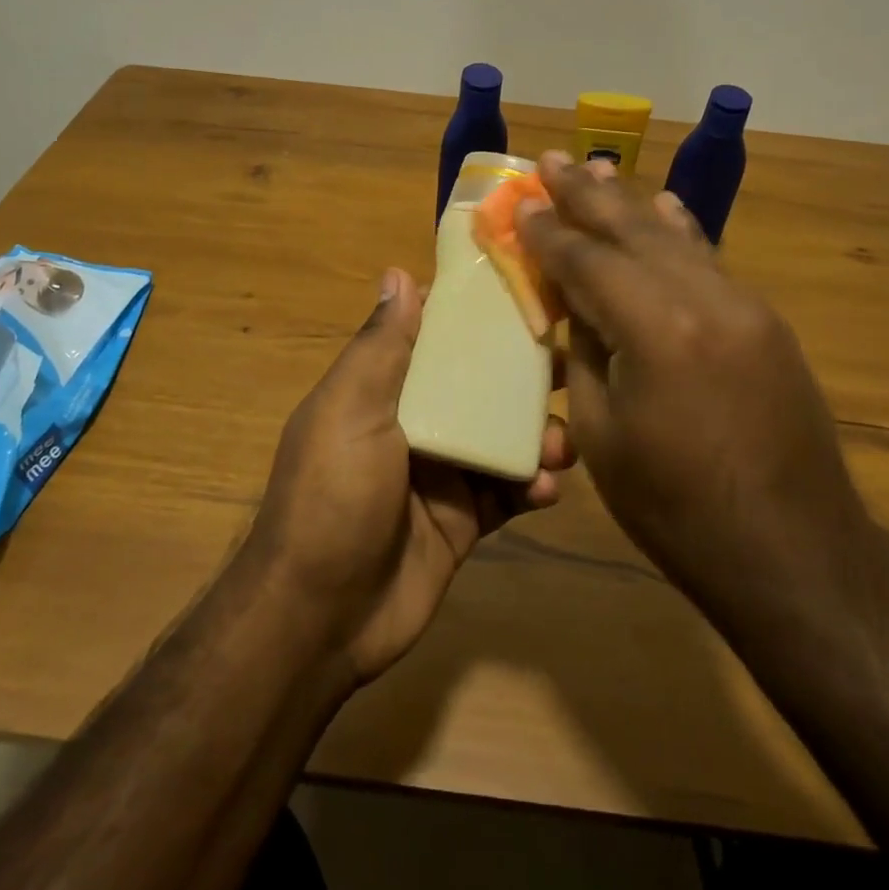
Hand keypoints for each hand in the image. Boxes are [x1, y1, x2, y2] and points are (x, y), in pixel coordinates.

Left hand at [244, 268, 572, 682]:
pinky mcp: (464, 519)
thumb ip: (381, 346)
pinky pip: (508, 490)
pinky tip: (546, 489)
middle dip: (522, 377)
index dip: (476, 314)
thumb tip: (398, 272)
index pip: (435, 336)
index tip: (527, 291)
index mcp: (383, 388)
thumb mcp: (350, 410)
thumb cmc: (332, 495)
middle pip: (479, 384)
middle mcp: (416, 422)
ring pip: (503, 437)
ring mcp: (442, 472)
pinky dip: (532, 484)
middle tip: (567, 369)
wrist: (321, 617)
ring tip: (558, 446)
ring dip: (537, 434)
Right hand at [516, 153, 869, 601]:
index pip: (587, 261)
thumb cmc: (677, 508)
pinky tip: (666, 207)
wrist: (793, 551)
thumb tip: (579, 304)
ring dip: (631, 203)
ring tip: (598, 171)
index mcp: (655, 329)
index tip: (520, 202)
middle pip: (632, 230)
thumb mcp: (604, 435)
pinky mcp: (764, 321)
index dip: (548, 232)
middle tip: (551, 159)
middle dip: (586, 194)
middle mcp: (704, 298)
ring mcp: (743, 305)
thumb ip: (588, 353)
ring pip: (674, 236)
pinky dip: (680, 231)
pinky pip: (710, 260)